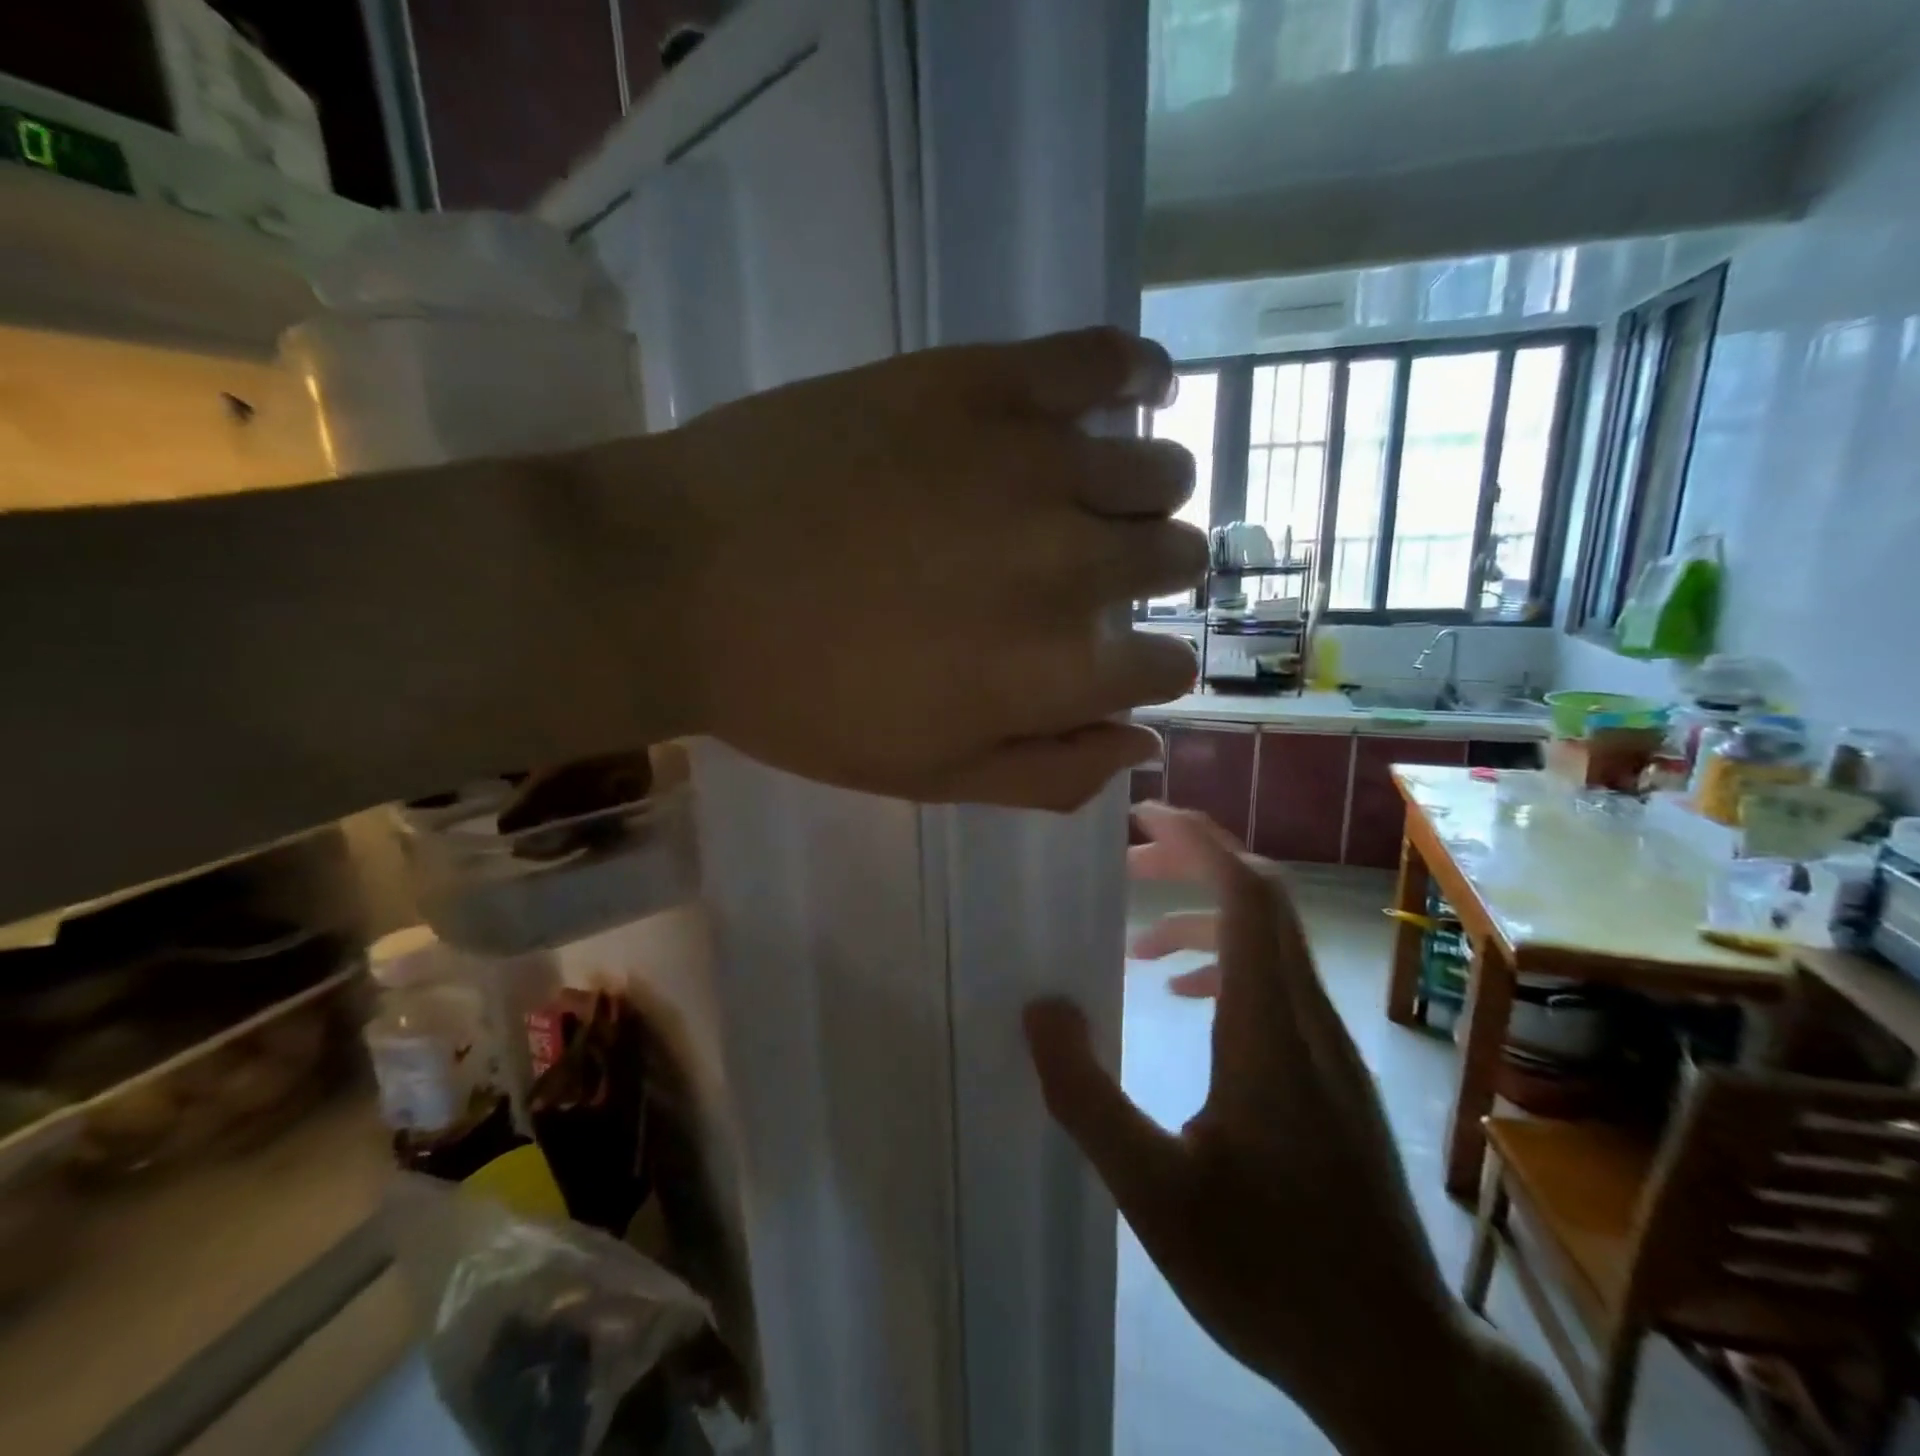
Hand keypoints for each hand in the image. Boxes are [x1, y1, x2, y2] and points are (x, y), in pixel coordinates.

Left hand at [573, 328, 1204, 808]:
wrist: (679, 583)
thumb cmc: (801, 700)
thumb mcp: (927, 777)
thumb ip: (1048, 773)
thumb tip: (1144, 744)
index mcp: (1055, 672)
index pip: (1165, 668)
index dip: (1151, 668)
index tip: (1121, 660)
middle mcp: (1072, 565)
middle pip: (1176, 560)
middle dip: (1154, 578)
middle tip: (1098, 576)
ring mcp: (1032, 463)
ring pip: (1158, 469)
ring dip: (1147, 496)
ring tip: (1099, 498)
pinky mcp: (982, 382)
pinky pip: (1104, 358)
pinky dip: (1138, 373)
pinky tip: (1137, 389)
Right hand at [1025, 804, 1466, 1450]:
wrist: (1396, 1359)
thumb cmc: (1270, 1272)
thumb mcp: (1153, 1192)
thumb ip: (1087, 1096)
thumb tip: (1040, 1007)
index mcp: (1269, 1029)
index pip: (1247, 893)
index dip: (1199, 840)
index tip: (1143, 816)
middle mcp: (1307, 1018)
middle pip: (1263, 899)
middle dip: (1194, 863)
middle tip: (1126, 866)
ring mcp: (1329, 1045)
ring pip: (1272, 941)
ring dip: (1205, 918)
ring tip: (1139, 947)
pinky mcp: (1332, 1073)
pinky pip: (1277, 984)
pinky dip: (1227, 965)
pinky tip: (1189, 1004)